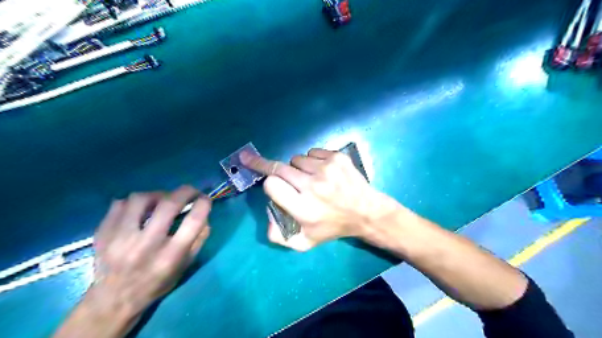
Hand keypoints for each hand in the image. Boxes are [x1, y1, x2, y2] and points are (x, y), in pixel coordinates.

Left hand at [88, 187, 210, 317]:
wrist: (114, 300)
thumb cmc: (157, 282)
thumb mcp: (185, 266)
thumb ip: (199, 239)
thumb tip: (204, 214)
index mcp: (170, 256)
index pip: (193, 221)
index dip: (203, 204)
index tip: (205, 199)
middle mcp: (146, 245)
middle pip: (169, 204)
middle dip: (185, 191)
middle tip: (190, 191)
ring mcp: (120, 238)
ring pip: (140, 199)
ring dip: (157, 195)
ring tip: (161, 200)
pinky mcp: (102, 234)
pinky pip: (119, 204)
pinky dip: (134, 202)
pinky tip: (139, 209)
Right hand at [240, 147, 397, 250]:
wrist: (366, 212)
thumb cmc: (332, 227)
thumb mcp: (304, 243)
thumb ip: (278, 235)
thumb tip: (267, 211)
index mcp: (304, 208)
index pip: (271, 184)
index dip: (269, 184)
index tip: (271, 184)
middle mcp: (314, 186)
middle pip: (279, 167)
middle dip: (272, 168)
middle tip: (271, 169)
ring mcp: (327, 169)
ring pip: (296, 159)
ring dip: (297, 167)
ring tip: (310, 178)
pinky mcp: (337, 158)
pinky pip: (312, 152)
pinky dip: (312, 160)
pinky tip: (322, 172)